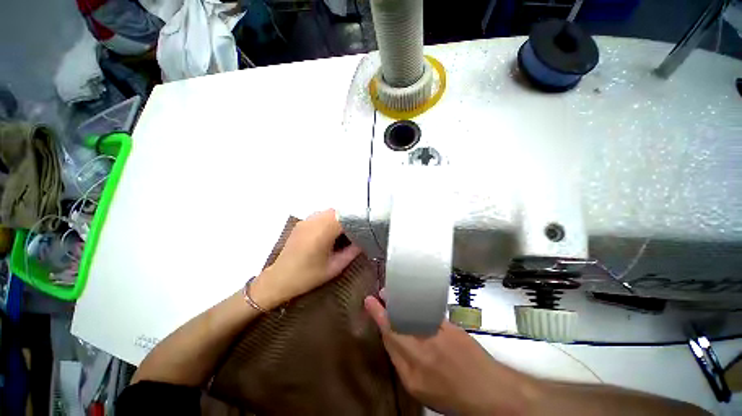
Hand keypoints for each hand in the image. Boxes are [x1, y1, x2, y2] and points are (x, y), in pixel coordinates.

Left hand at [251, 209, 361, 309]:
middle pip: (338, 212)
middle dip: (349, 220)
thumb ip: (352, 252)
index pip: (346, 217)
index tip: (365, 230)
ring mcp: (306, 220)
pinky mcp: (302, 223)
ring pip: (329, 212)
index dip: (357, 221)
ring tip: (344, 234)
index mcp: (323, 231)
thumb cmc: (308, 276)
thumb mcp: (335, 267)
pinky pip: (320, 216)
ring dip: (339, 219)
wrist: (279, 279)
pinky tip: (330, 233)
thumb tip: (364, 241)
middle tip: (356, 233)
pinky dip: (329, 220)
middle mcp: (314, 221)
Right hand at [364, 294, 540, 414]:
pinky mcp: (448, 324)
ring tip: (392, 294)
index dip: (377, 314)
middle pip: (399, 317)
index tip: (368, 300)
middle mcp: (422, 345)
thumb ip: (401, 362)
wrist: (486, 389)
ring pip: (412, 310)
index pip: (389, 333)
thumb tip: (391, 339)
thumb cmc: (449, 394)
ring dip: (400, 300)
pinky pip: (427, 309)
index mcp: (412, 365)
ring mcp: (437, 331)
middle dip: (387, 303)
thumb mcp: (418, 388)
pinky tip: (412, 300)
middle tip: (380, 294)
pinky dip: (416, 302)